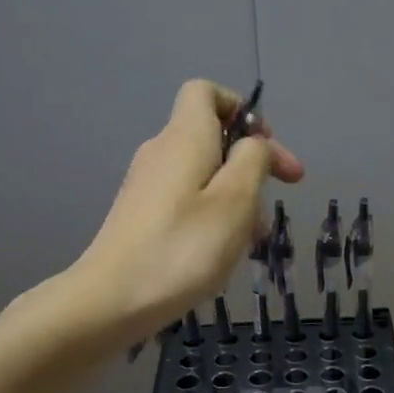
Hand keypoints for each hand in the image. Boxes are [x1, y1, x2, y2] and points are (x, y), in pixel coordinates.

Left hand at [72, 80, 302, 339]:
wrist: (111, 300)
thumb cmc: (183, 248)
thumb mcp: (235, 201)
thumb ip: (252, 161)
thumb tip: (254, 143)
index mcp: (184, 138)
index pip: (205, 92)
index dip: (241, 109)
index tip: (266, 147)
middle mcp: (161, 152)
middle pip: (211, 137)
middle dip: (250, 163)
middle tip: (282, 196)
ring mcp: (146, 186)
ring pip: (202, 175)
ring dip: (235, 197)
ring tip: (253, 239)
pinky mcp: (140, 216)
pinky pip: (185, 200)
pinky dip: (212, 216)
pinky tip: (221, 253)